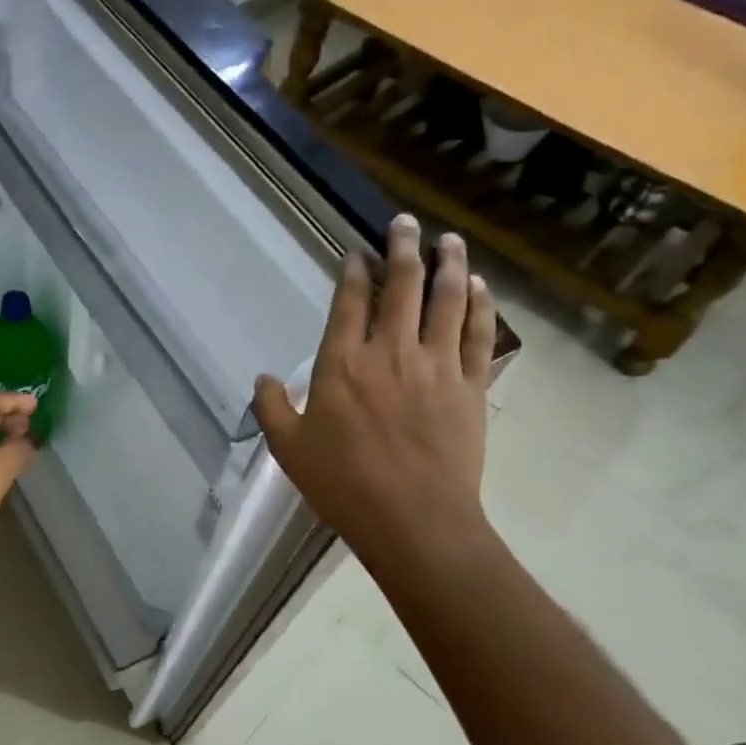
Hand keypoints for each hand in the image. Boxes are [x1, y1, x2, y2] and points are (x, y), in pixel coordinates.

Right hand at [252, 215, 497, 575]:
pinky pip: (480, 336)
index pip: (349, 302)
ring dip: (448, 265)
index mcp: (342, 364)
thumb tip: (264, 378)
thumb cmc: (344, 486)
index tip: (357, 252)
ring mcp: (437, 366)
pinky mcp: (471, 387)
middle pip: (401, 287)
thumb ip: (271, 408)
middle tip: (405, 222)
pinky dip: (481, 307)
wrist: (414, 521)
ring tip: (448, 240)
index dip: (353, 271)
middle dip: (402, 248)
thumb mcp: (289, 450)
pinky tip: (480, 288)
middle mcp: (390, 352)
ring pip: (446, 301)